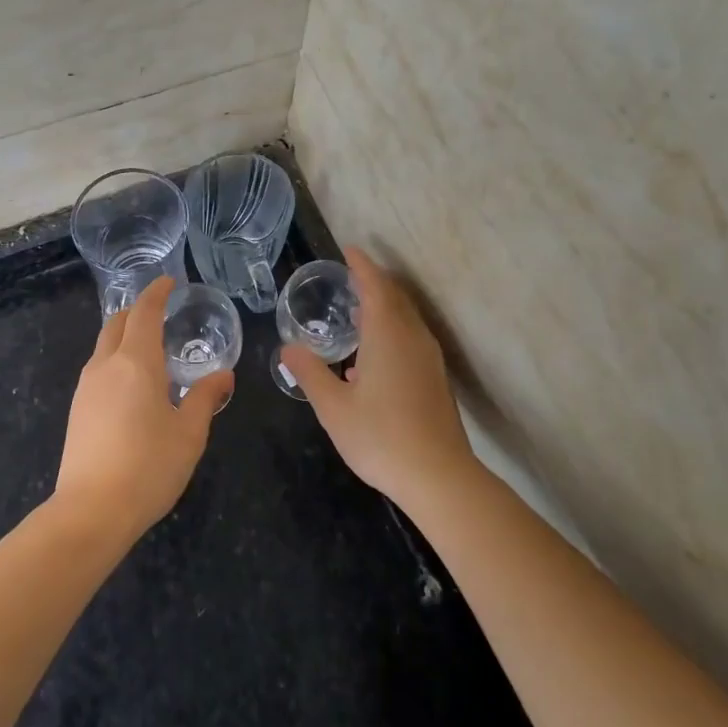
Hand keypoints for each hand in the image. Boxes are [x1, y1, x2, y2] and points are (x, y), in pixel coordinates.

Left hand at [54, 277, 229, 541]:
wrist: (91, 511)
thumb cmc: (149, 467)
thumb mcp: (189, 433)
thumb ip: (205, 397)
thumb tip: (224, 374)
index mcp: (136, 362)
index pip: (144, 312)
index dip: (156, 293)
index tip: (169, 283)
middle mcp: (106, 365)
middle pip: (117, 323)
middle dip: (138, 310)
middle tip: (161, 312)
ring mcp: (86, 387)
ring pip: (104, 345)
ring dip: (125, 335)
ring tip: (150, 349)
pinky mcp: (77, 409)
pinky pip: (98, 368)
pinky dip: (116, 359)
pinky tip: (132, 384)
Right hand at [280, 247, 478, 504]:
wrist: (439, 477)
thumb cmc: (380, 437)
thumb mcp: (333, 407)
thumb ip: (310, 373)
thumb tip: (288, 348)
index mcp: (387, 335)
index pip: (375, 286)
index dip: (361, 266)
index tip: (348, 250)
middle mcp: (412, 338)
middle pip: (395, 298)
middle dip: (374, 282)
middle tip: (350, 277)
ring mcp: (429, 359)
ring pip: (406, 318)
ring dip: (384, 306)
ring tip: (358, 311)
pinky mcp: (436, 379)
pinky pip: (411, 338)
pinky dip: (392, 329)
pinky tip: (373, 356)